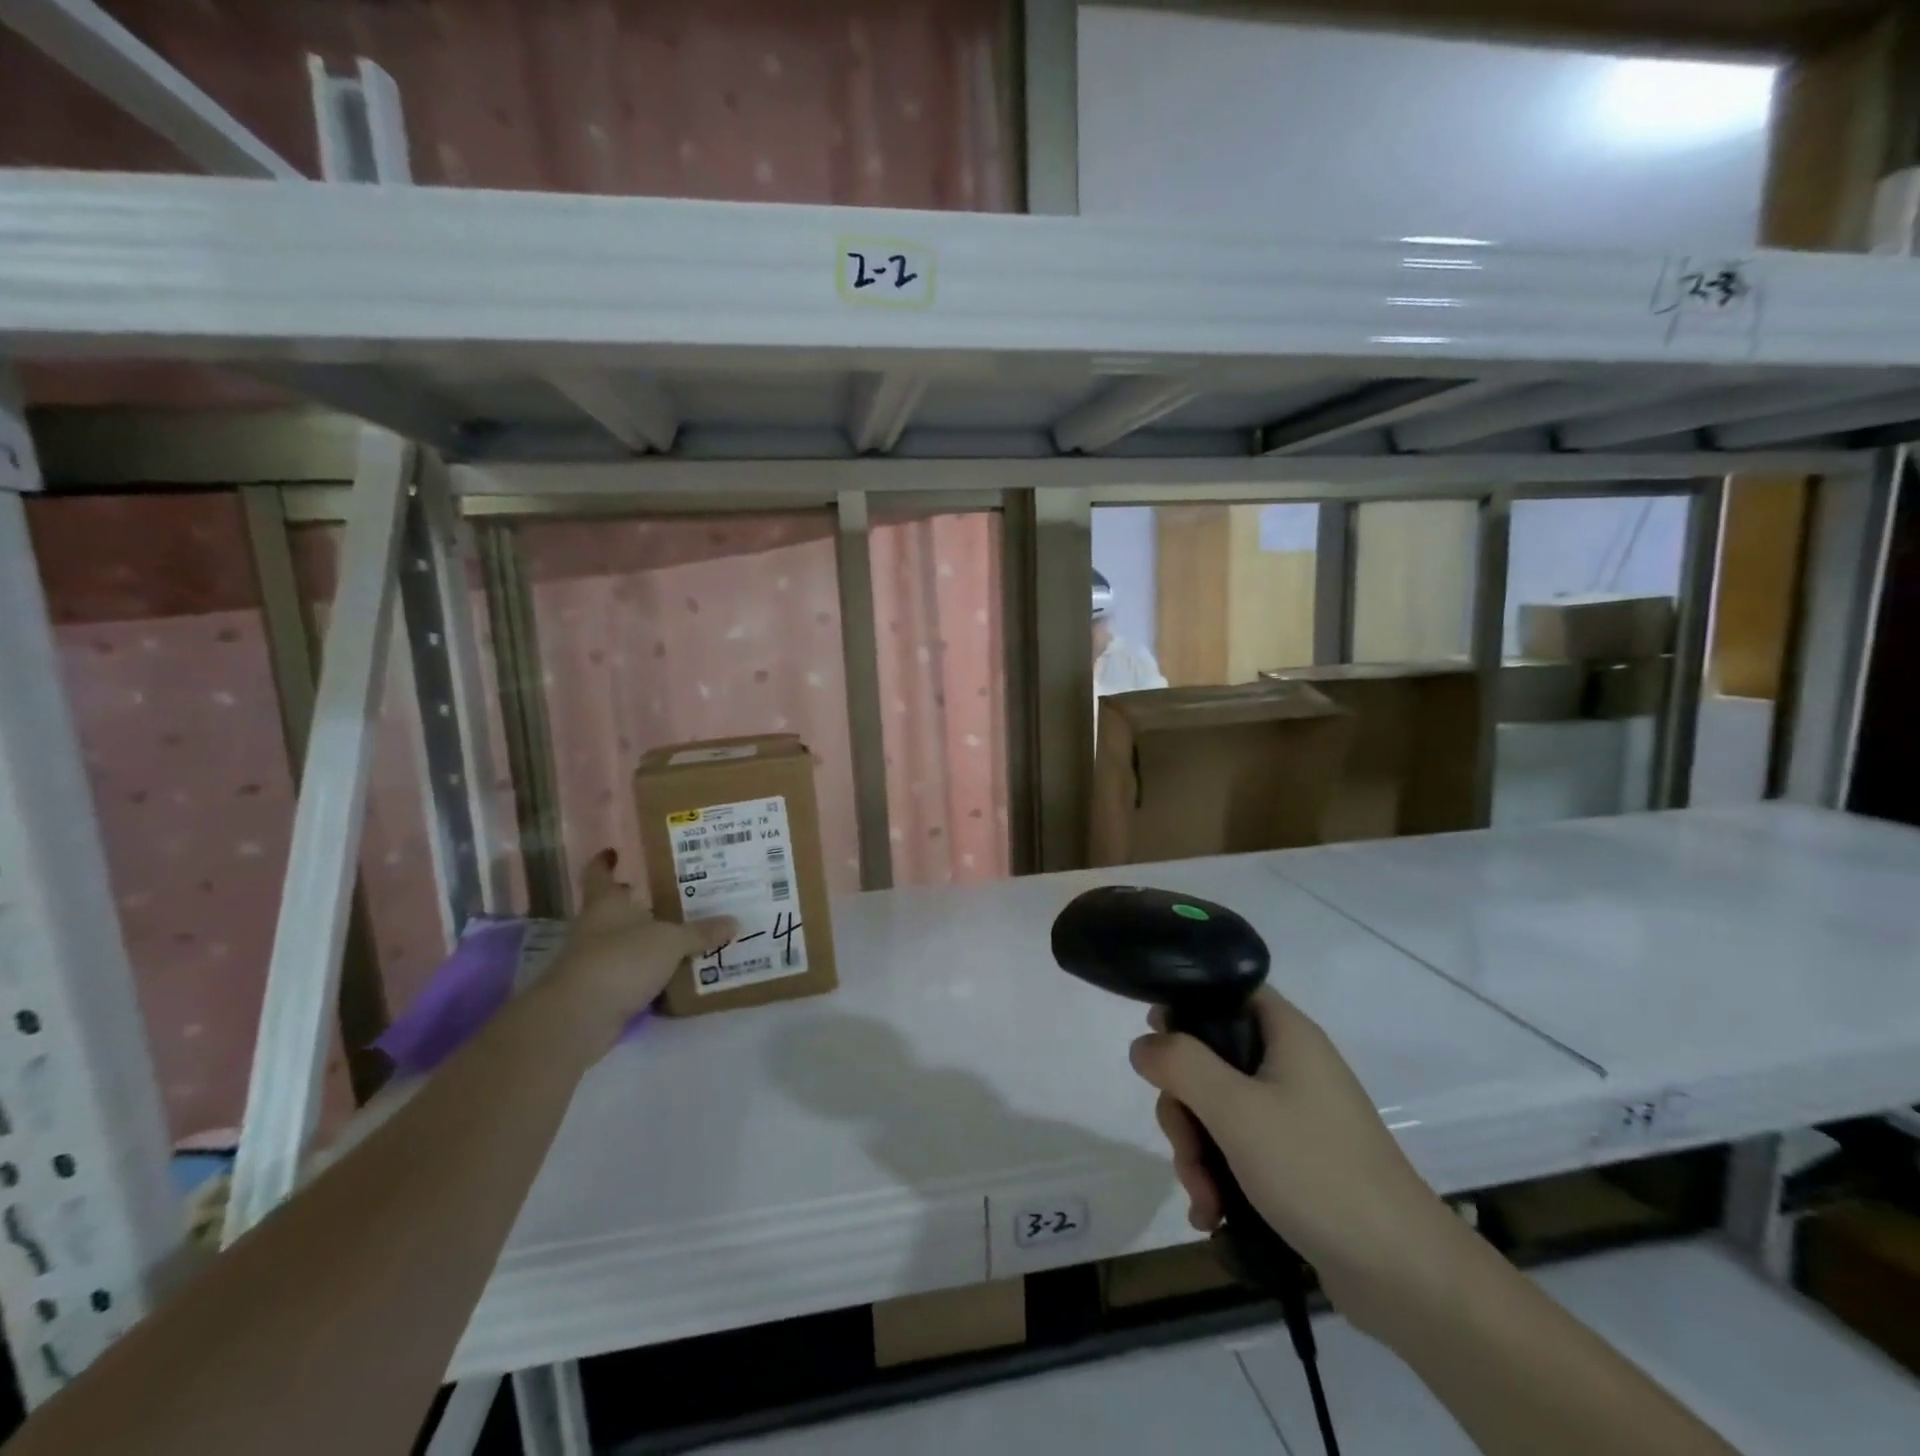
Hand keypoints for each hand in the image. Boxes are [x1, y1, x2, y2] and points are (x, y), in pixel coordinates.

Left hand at [542, 850, 735, 1043]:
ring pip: (628, 943)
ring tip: (689, 934)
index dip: (606, 862)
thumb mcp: (671, 941)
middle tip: (678, 894)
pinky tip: (680, 973)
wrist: (579, 1018)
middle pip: (618, 909)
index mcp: (607, 904)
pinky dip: (653, 974)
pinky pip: (634, 975)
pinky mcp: (603, 992)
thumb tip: (734, 922)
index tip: (615, 852)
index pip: (600, 874)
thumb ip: (701, 932)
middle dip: (642, 903)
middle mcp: (598, 928)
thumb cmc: (621, 960)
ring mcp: (597, 962)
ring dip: (652, 941)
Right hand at [1129, 987, 1456, 1331]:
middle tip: (1184, 1147)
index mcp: (1286, 1034)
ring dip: (1196, 1151)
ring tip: (1202, 1197)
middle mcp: (1290, 1065)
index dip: (1185, 1006)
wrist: (1405, 1275)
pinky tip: (1210, 1213)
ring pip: (1217, 1109)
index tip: (1156, 1044)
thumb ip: (1181, 1064)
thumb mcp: (1236, 1110)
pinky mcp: (1296, 1160)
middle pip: (1210, 1059)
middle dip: (1183, 1107)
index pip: (1226, 992)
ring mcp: (1294, 1115)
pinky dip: (1217, 1176)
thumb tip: (1143, 1043)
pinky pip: (1238, 1149)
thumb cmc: (1317, 1171)